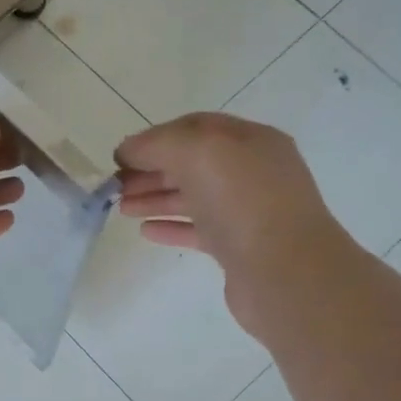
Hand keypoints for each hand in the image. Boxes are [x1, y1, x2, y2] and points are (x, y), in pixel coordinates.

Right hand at [115, 113, 347, 328]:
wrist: (285, 272)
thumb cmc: (243, 202)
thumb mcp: (198, 152)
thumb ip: (158, 144)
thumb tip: (129, 150)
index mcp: (250, 140)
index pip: (195, 128)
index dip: (154, 138)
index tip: (120, 156)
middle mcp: (253, 172)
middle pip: (192, 163)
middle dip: (151, 170)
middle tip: (115, 186)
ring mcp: (248, 211)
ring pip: (193, 197)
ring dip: (156, 198)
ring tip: (123, 209)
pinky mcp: (240, 247)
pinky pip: (199, 229)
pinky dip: (171, 226)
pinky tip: (147, 231)